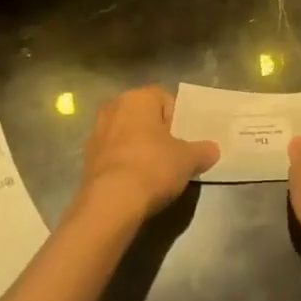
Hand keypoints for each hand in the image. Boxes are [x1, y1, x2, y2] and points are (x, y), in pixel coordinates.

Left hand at [76, 85, 218, 225]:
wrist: (111, 202)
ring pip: (127, 134)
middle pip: (144, 115)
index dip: (177, 117)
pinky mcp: (87, 157)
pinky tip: (135, 182)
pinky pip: (114, 153)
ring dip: (139, 147)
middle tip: (172, 154)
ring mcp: (97, 131)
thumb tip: (212, 149)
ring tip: (154, 171)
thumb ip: (203, 150)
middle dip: (157, 132)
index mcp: (138, 98)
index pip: (164, 97)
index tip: (183, 140)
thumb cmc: (153, 167)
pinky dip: (125, 162)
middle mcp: (114, 107)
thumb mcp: (188, 160)